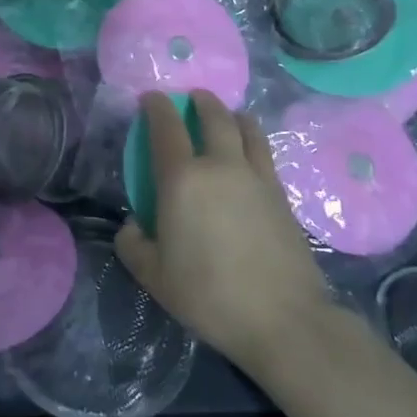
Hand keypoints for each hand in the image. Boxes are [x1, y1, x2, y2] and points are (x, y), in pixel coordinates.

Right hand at [115, 91, 334, 378]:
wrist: (283, 318)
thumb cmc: (209, 295)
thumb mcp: (153, 277)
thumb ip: (133, 245)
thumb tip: (134, 225)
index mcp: (182, 179)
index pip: (166, 127)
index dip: (156, 106)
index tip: (150, 98)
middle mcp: (220, 166)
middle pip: (213, 116)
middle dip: (200, 101)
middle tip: (192, 98)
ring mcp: (256, 177)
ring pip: (246, 128)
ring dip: (232, 114)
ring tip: (227, 116)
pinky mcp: (281, 194)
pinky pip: (264, 152)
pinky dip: (253, 139)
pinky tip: (249, 151)